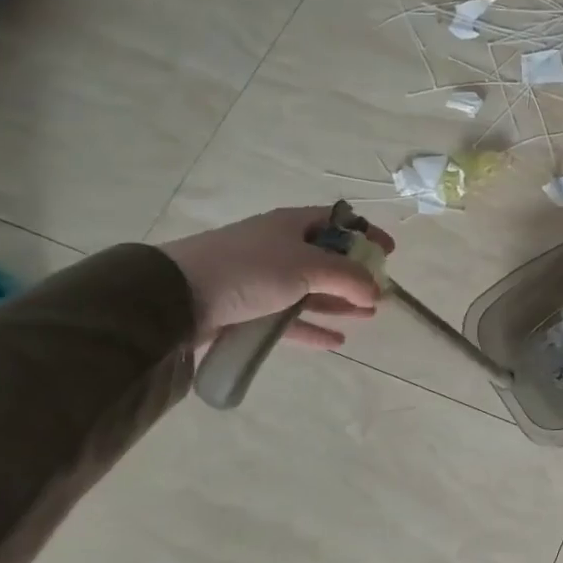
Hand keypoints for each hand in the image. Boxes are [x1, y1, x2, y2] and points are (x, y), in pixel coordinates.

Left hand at [160, 207, 393, 350]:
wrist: (172, 299)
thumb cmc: (248, 270)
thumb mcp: (308, 267)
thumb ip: (349, 278)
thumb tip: (377, 292)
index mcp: (292, 225)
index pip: (339, 222)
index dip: (366, 233)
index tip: (390, 251)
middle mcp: (278, 248)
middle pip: (327, 259)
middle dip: (357, 274)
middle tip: (381, 291)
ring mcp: (262, 280)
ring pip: (312, 290)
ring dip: (341, 302)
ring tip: (369, 315)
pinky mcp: (247, 310)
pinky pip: (290, 319)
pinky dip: (314, 327)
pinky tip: (337, 341)